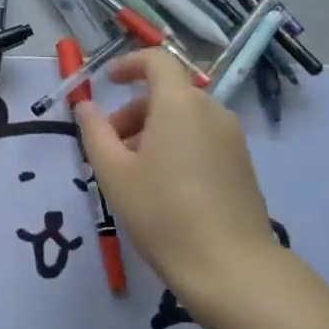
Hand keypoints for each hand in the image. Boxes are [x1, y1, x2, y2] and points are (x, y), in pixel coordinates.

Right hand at [74, 48, 293, 304]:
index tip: (106, 82)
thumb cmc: (162, 212)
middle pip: (168, 93)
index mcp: (179, 104)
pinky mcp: (242, 164)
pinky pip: (201, 138)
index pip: (157, 61)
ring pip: (184, 118)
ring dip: (152, 130)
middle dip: (133, 110)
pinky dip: (176, 145)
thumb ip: (95, 131)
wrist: (230, 267)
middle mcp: (211, 111)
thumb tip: (86, 106)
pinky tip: (162, 186)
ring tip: (132, 172)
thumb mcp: (113, 172)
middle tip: (109, 146)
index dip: (129, 64)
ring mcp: (232, 138)